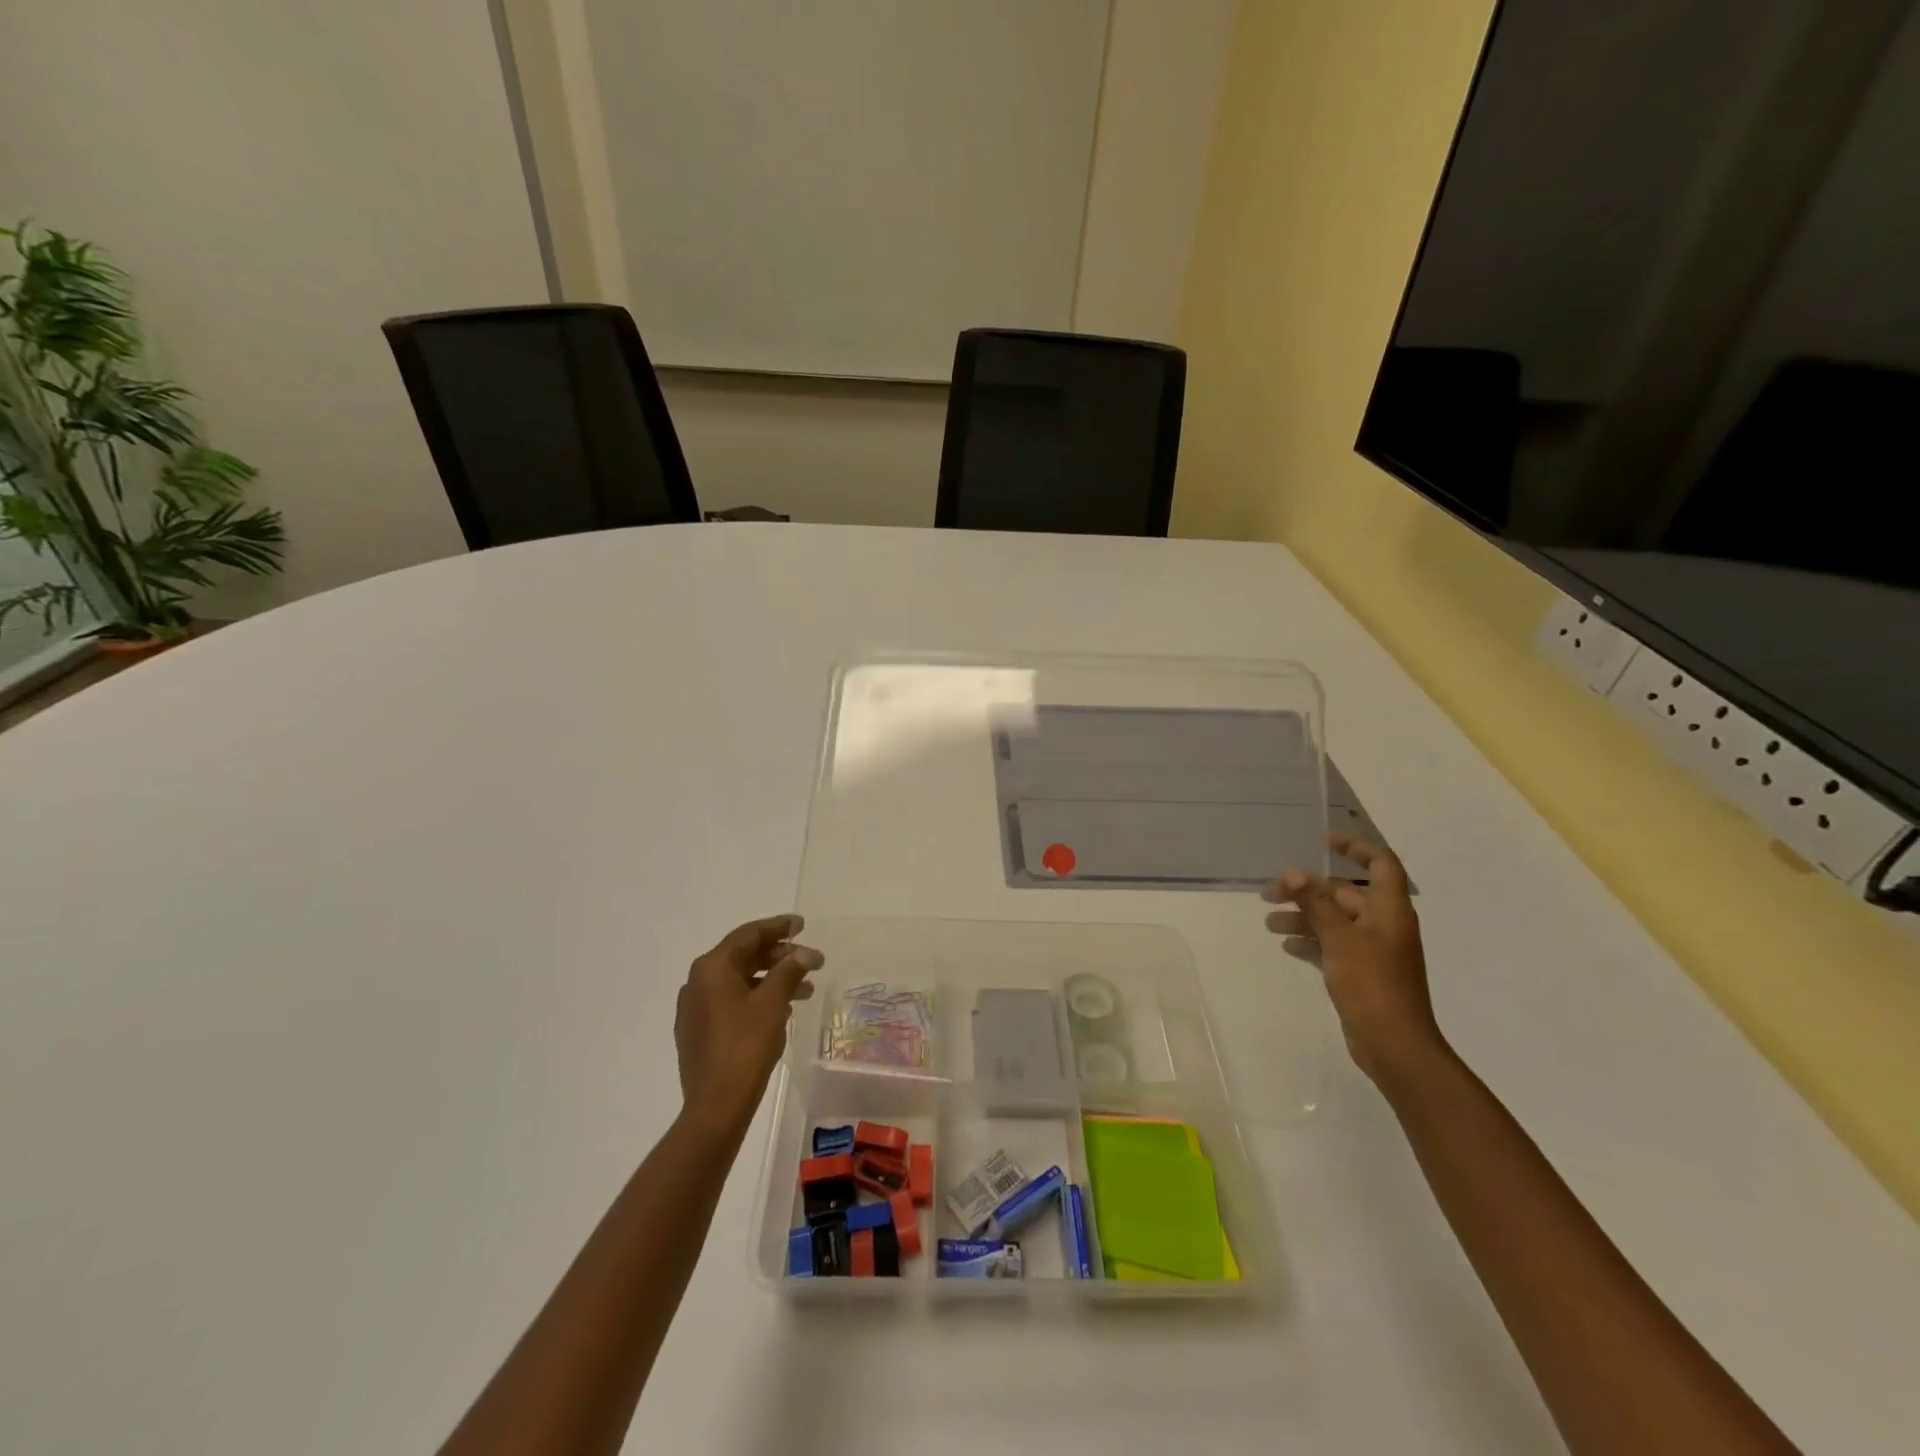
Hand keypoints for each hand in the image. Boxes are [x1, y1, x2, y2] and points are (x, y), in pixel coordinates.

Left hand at [674, 914, 822, 1138]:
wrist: (716, 1106)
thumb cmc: (746, 1046)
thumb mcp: (773, 1002)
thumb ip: (789, 970)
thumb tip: (804, 953)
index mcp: (712, 968)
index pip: (748, 935)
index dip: (778, 927)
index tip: (802, 925)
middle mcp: (698, 983)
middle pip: (743, 956)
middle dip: (779, 956)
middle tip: (810, 960)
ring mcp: (696, 1009)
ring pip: (740, 981)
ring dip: (773, 980)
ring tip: (806, 990)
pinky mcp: (699, 1032)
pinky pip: (732, 1002)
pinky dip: (758, 998)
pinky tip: (781, 1009)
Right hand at [1265, 834, 1447, 1085]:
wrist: (1394, 1045)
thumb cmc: (1372, 984)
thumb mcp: (1339, 939)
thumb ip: (1315, 904)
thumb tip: (1294, 872)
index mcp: (1389, 910)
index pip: (1381, 863)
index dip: (1355, 847)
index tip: (1322, 841)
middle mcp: (1384, 924)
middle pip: (1344, 893)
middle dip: (1308, 890)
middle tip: (1271, 894)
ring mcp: (1373, 950)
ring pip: (1334, 920)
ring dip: (1303, 917)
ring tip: (1269, 923)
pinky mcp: (1361, 972)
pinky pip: (1333, 945)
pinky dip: (1311, 941)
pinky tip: (1287, 946)